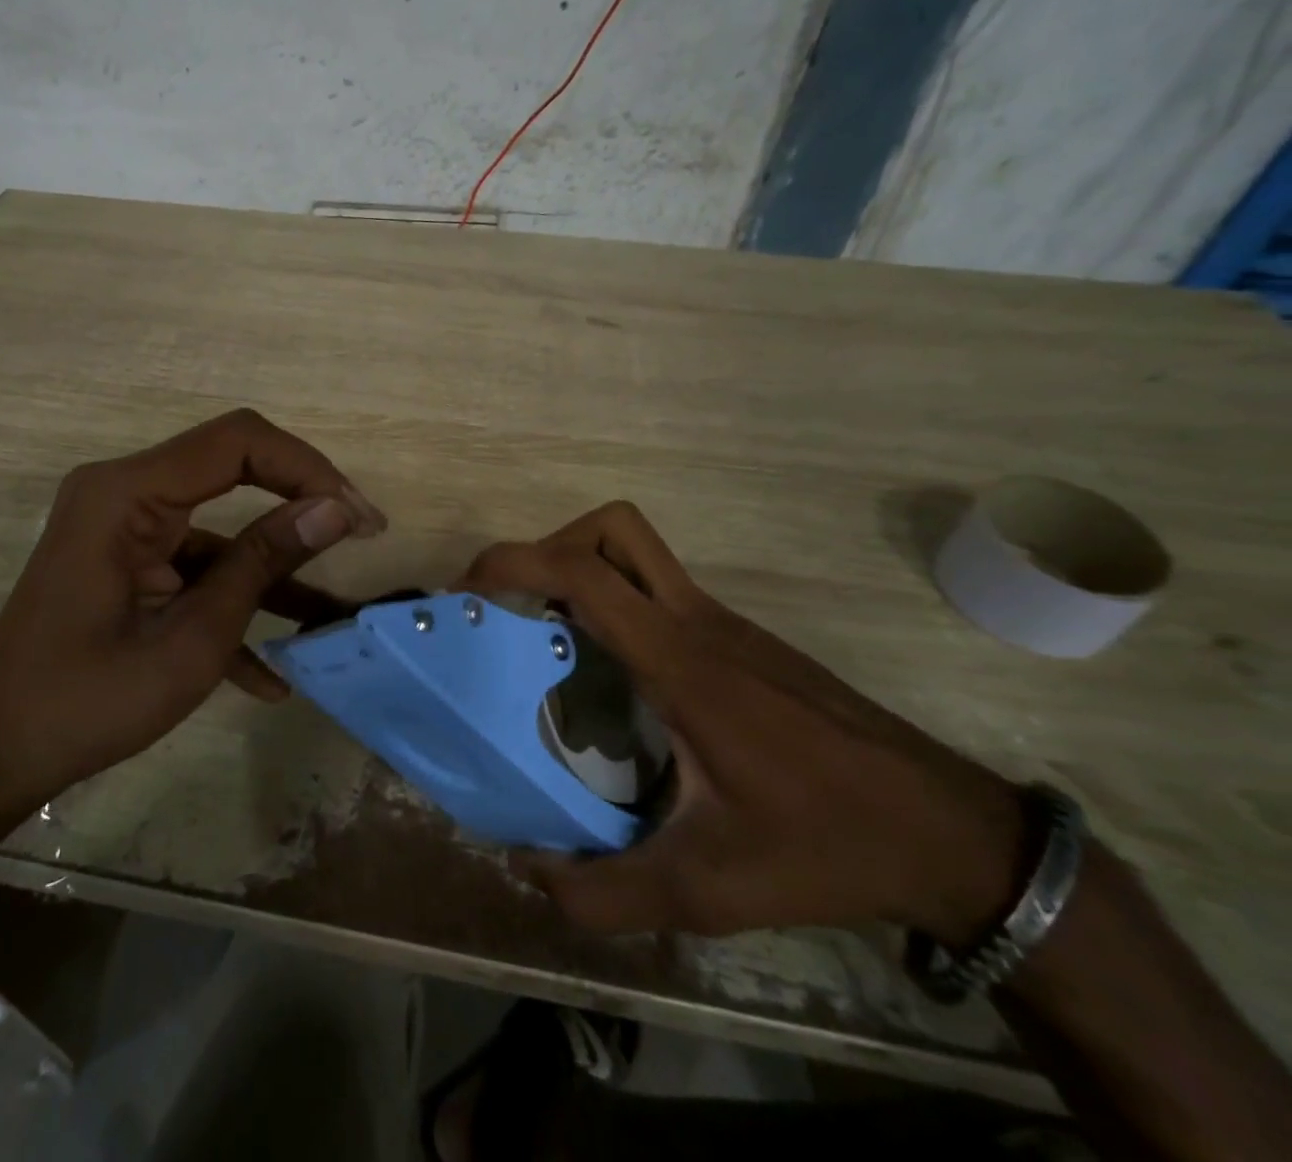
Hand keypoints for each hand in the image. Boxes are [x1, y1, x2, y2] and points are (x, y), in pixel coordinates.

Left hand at [0, 409, 385, 804]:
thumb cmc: (88, 700)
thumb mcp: (192, 638)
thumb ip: (263, 564)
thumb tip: (335, 510)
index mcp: (128, 493)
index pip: (238, 441)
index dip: (307, 468)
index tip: (356, 516)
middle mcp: (124, 491)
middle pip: (232, 466)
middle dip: (300, 500)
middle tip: (358, 533)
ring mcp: (124, 526)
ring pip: (219, 524)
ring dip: (273, 565)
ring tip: (329, 612)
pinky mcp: (126, 559)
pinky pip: (193, 565)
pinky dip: (232, 601)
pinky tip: (269, 674)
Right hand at [463, 503, 1024, 948]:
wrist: (950, 832)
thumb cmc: (825, 845)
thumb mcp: (707, 889)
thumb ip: (605, 890)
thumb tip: (528, 869)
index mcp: (678, 661)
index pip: (584, 571)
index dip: (513, 562)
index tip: (467, 591)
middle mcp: (696, 621)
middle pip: (613, 528)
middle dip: (548, 547)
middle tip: (516, 606)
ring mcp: (724, 623)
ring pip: (638, 551)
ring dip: (582, 569)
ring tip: (551, 634)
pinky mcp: (741, 637)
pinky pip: (660, 590)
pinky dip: (617, 603)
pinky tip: (614, 677)